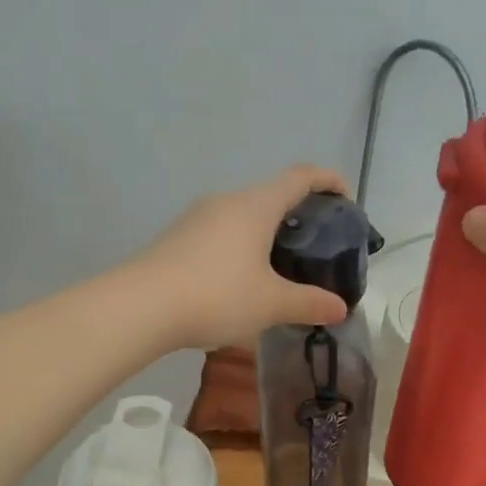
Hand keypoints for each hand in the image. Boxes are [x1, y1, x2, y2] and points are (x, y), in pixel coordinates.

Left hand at [133, 165, 353, 349]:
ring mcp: (197, 218)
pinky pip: (221, 233)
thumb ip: (309, 303)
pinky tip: (241, 281)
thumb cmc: (216, 295)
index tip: (345, 196)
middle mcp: (227, 201)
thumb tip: (340, 308)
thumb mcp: (271, 304)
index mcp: (256, 206)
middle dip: (298, 214)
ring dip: (267, 233)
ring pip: (243, 216)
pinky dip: (241, 247)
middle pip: (271, 195)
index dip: (328, 180)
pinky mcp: (178, 238)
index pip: (300, 177)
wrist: (140, 307)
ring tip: (281, 267)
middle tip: (316, 246)